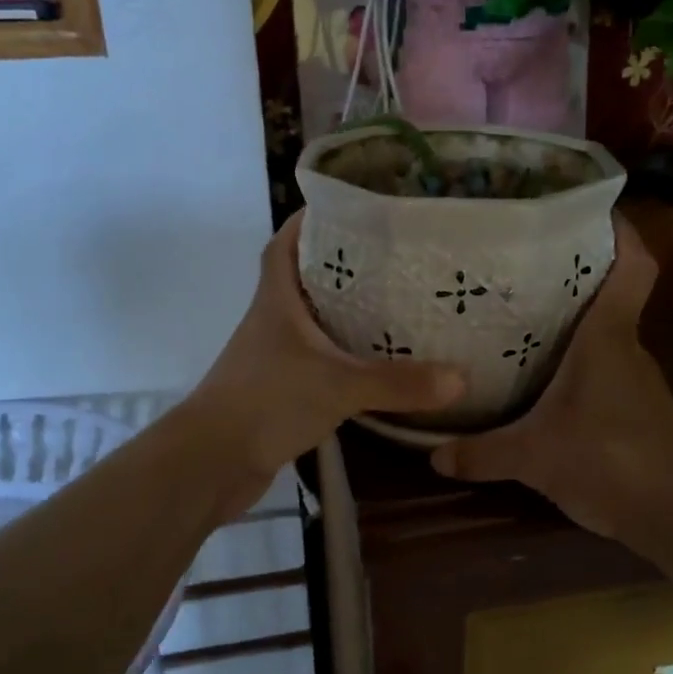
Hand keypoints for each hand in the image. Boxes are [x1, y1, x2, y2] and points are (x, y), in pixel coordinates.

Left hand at [185, 211, 464, 500]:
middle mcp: (272, 321)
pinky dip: (341, 356)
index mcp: (276, 300)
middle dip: (341, 265)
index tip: (348, 210)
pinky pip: (316, 360)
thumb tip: (461, 378)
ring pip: (311, 322)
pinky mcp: (279, 390)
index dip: (309, 222)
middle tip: (390, 258)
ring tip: (392, 304)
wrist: (211, 463)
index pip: (285, 244)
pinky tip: (373, 364)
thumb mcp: (339, 386)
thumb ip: (398, 383)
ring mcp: (273, 357)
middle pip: (303, 279)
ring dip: (342, 312)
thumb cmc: (266, 402)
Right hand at [430, 215, 672, 549]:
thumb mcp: (533, 458)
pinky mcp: (638, 408)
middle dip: (574, 274)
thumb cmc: (611, 462)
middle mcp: (627, 347)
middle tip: (522, 263)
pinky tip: (546, 379)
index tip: (590, 208)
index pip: (632, 265)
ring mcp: (637, 379)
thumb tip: (432, 454)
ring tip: (523, 315)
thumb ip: (481, 453)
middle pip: (609, 293)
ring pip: (605, 333)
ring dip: (574, 321)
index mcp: (608, 337)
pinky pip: (605, 367)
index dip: (620, 230)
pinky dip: (579, 361)